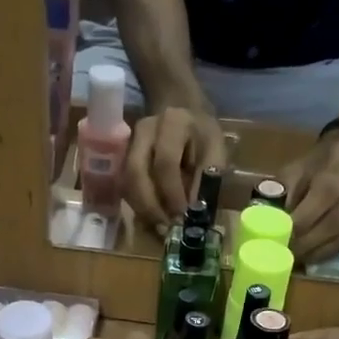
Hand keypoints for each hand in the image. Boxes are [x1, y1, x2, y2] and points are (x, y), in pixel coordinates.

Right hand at [125, 105, 226, 232]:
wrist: (183, 110)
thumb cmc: (203, 135)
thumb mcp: (215, 151)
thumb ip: (206, 178)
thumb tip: (193, 212)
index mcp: (172, 123)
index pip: (165, 162)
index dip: (172, 194)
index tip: (181, 217)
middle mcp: (144, 130)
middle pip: (136, 172)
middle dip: (150, 206)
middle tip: (165, 229)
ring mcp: (129, 143)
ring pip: (126, 181)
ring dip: (142, 209)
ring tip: (159, 227)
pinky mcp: (123, 156)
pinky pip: (125, 185)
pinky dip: (137, 204)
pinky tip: (152, 217)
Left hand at [279, 130, 338, 263]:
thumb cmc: (322, 161)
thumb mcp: (299, 167)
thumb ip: (284, 191)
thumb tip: (267, 221)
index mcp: (337, 167)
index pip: (321, 199)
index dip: (300, 223)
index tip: (280, 240)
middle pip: (335, 222)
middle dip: (308, 243)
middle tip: (288, 256)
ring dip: (320, 252)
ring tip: (301, 259)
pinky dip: (334, 251)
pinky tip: (318, 255)